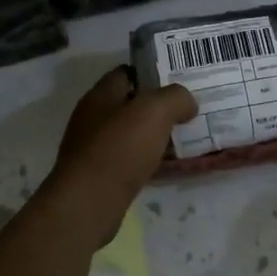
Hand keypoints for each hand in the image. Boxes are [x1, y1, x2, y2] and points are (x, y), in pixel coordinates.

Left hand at [42, 68, 196, 244]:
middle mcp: (92, 117)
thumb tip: (187, 103)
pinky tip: (164, 167)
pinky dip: (145, 160)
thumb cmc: (120, 148)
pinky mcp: (97, 175)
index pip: (127, 73)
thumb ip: (176, 98)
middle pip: (129, 104)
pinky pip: (127, 160)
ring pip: (129, 134)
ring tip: (182, 139)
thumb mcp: (155, 111)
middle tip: (186, 112)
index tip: (179, 82)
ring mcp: (92, 148)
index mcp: (101, 95)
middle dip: (156, 107)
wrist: (89, 203)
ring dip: (152, 136)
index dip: (152, 73)